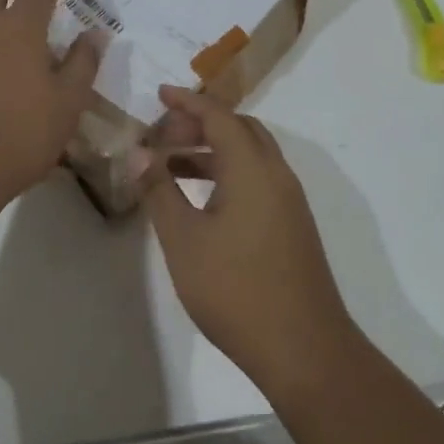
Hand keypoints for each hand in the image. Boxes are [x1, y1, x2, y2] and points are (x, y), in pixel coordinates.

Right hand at [143, 87, 357, 396]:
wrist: (304, 349)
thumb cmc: (235, 290)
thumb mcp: (184, 240)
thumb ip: (159, 191)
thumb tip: (139, 153)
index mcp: (253, 169)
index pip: (219, 117)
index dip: (187, 102)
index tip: (159, 95)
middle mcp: (277, 175)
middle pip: (240, 129)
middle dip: (201, 124)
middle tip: (163, 135)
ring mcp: (289, 201)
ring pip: (250, 155)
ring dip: (213, 150)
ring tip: (172, 166)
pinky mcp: (292, 225)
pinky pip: (258, 179)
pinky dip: (229, 173)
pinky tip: (202, 200)